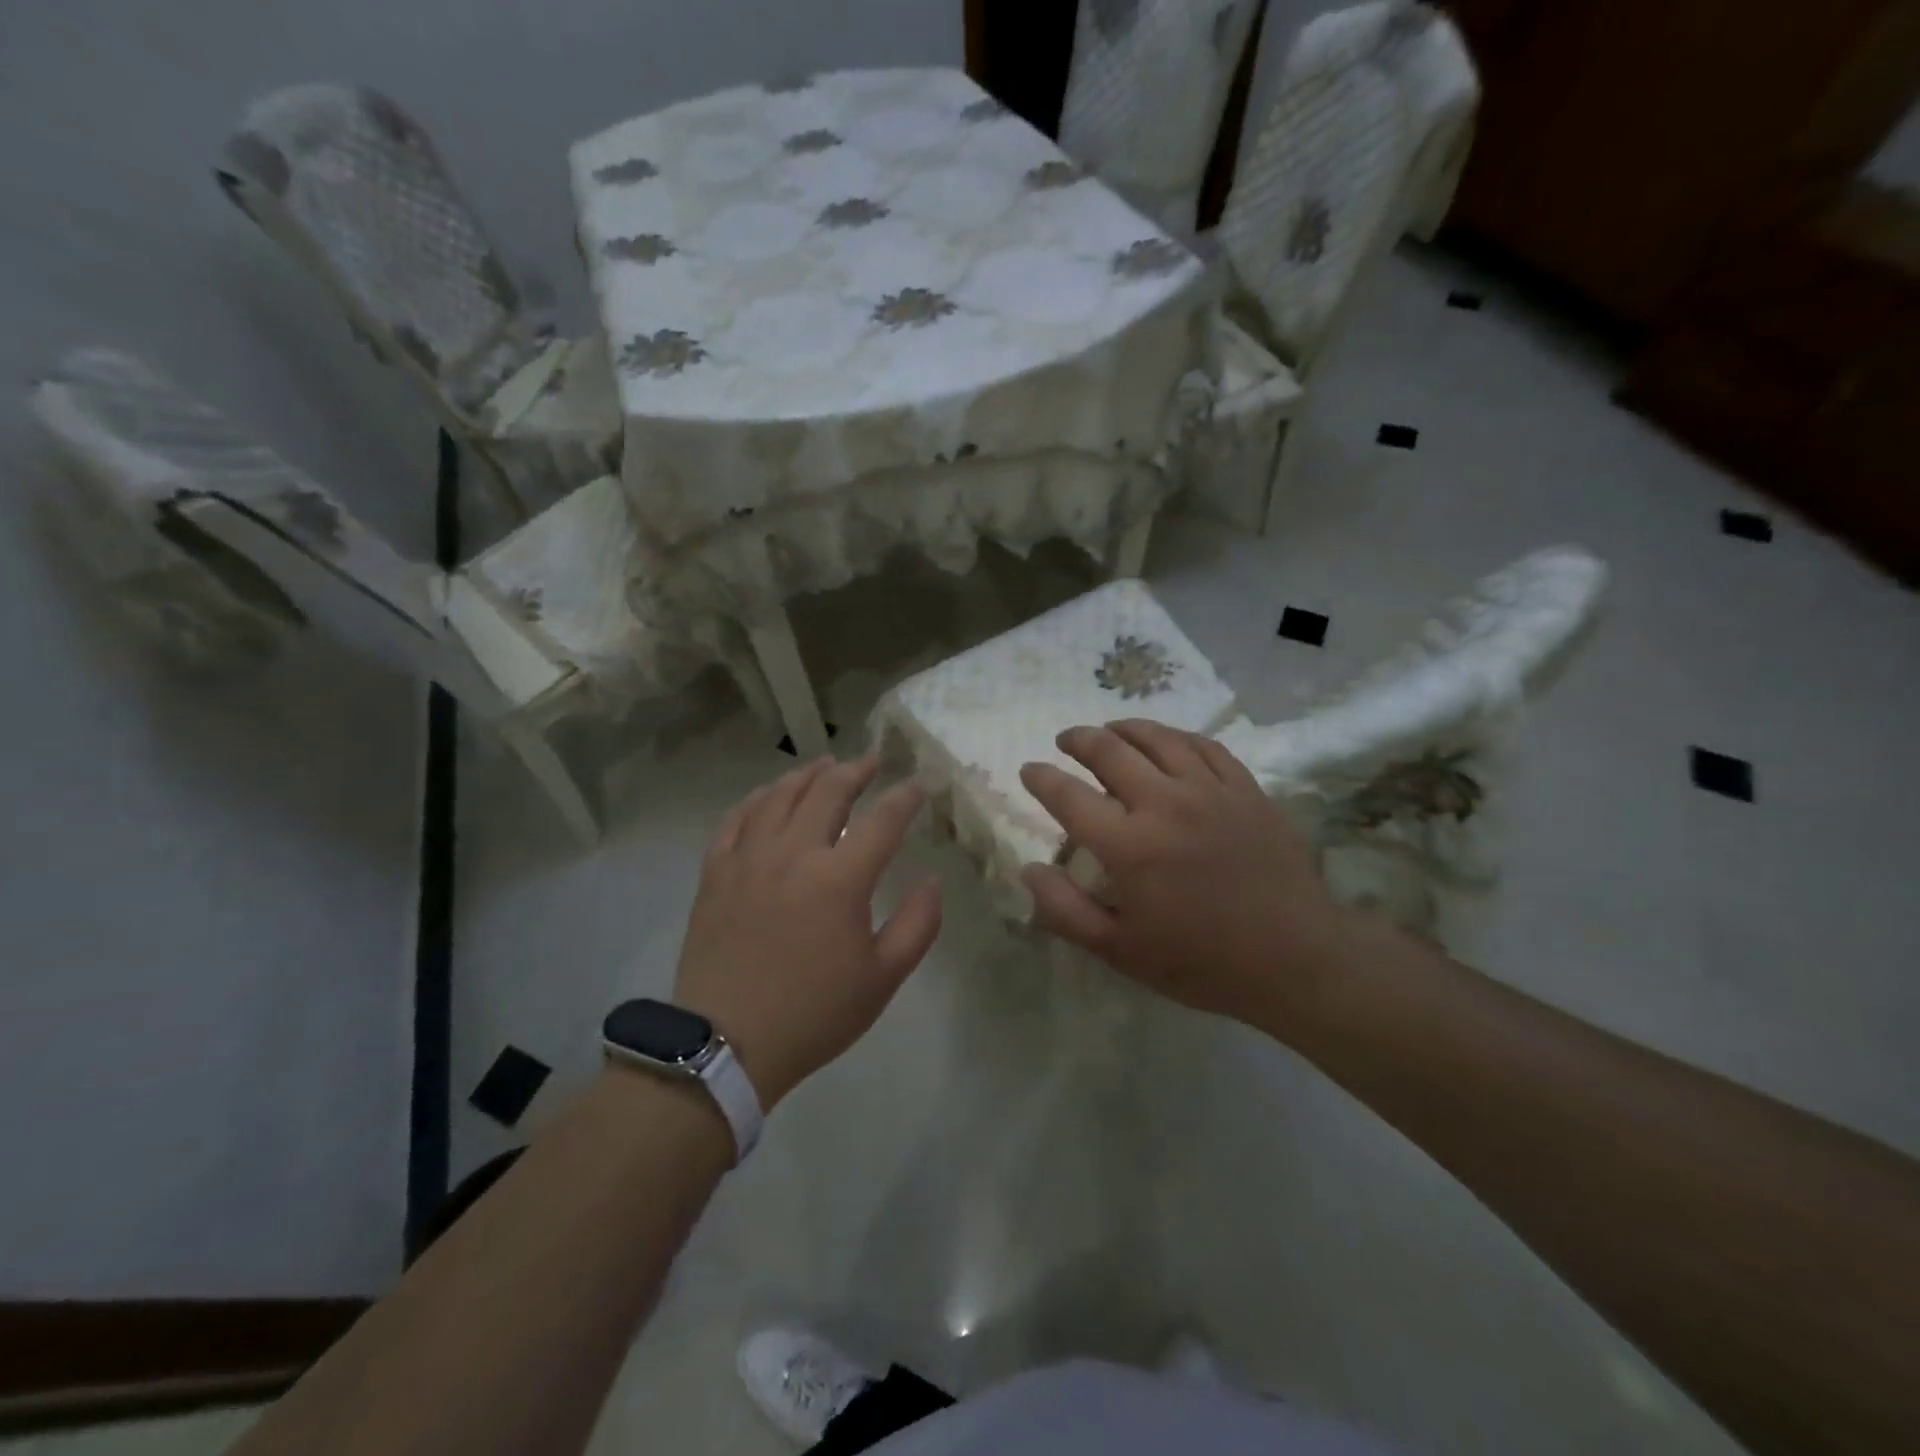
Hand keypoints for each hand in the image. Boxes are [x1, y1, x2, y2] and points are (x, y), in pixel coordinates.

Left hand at [674, 755, 941, 1107]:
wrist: (726, 1045)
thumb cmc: (814, 1014)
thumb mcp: (883, 978)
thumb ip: (918, 924)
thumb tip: (932, 880)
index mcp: (840, 879)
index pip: (882, 821)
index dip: (905, 798)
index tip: (918, 785)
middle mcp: (794, 854)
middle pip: (828, 793)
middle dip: (855, 771)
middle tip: (870, 761)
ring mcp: (749, 859)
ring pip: (779, 797)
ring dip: (807, 775)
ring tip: (824, 764)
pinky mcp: (716, 873)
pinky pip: (736, 819)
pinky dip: (757, 799)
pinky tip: (768, 795)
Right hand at [1018, 720, 1353, 1029]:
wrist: (1296, 959)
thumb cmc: (1201, 961)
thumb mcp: (1121, 951)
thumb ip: (1065, 911)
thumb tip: (1028, 870)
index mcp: (1129, 845)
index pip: (1068, 795)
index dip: (1041, 778)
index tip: (1029, 770)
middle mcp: (1165, 804)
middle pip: (1110, 751)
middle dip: (1079, 740)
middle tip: (1065, 740)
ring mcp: (1210, 790)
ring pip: (1157, 738)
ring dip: (1124, 728)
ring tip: (1109, 729)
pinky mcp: (1245, 789)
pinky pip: (1204, 746)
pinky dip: (1175, 737)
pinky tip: (1167, 741)